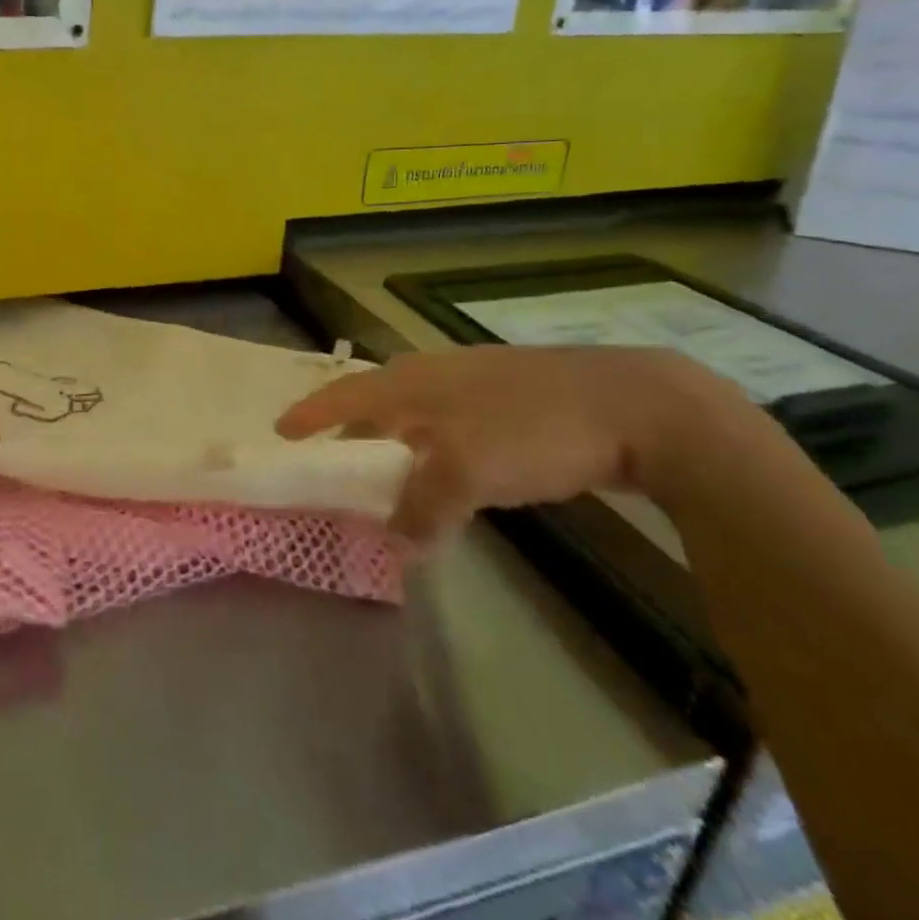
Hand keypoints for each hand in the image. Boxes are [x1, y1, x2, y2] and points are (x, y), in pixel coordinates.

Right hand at [276, 346, 747, 538]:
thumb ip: (423, 508)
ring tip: (391, 473)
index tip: (282, 432)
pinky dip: (438, 450)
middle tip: (336, 460)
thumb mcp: (466, 472)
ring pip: (420, 412)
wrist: (637, 405)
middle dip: (353, 429)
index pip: (345, 393)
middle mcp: (438, 374)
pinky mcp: (515, 400)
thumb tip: (395, 545)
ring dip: (398, 442)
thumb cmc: (533, 428)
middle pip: (378, 399)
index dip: (311, 413)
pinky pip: (455, 424)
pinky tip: (454, 472)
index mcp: (415, 380)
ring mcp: (479, 383)